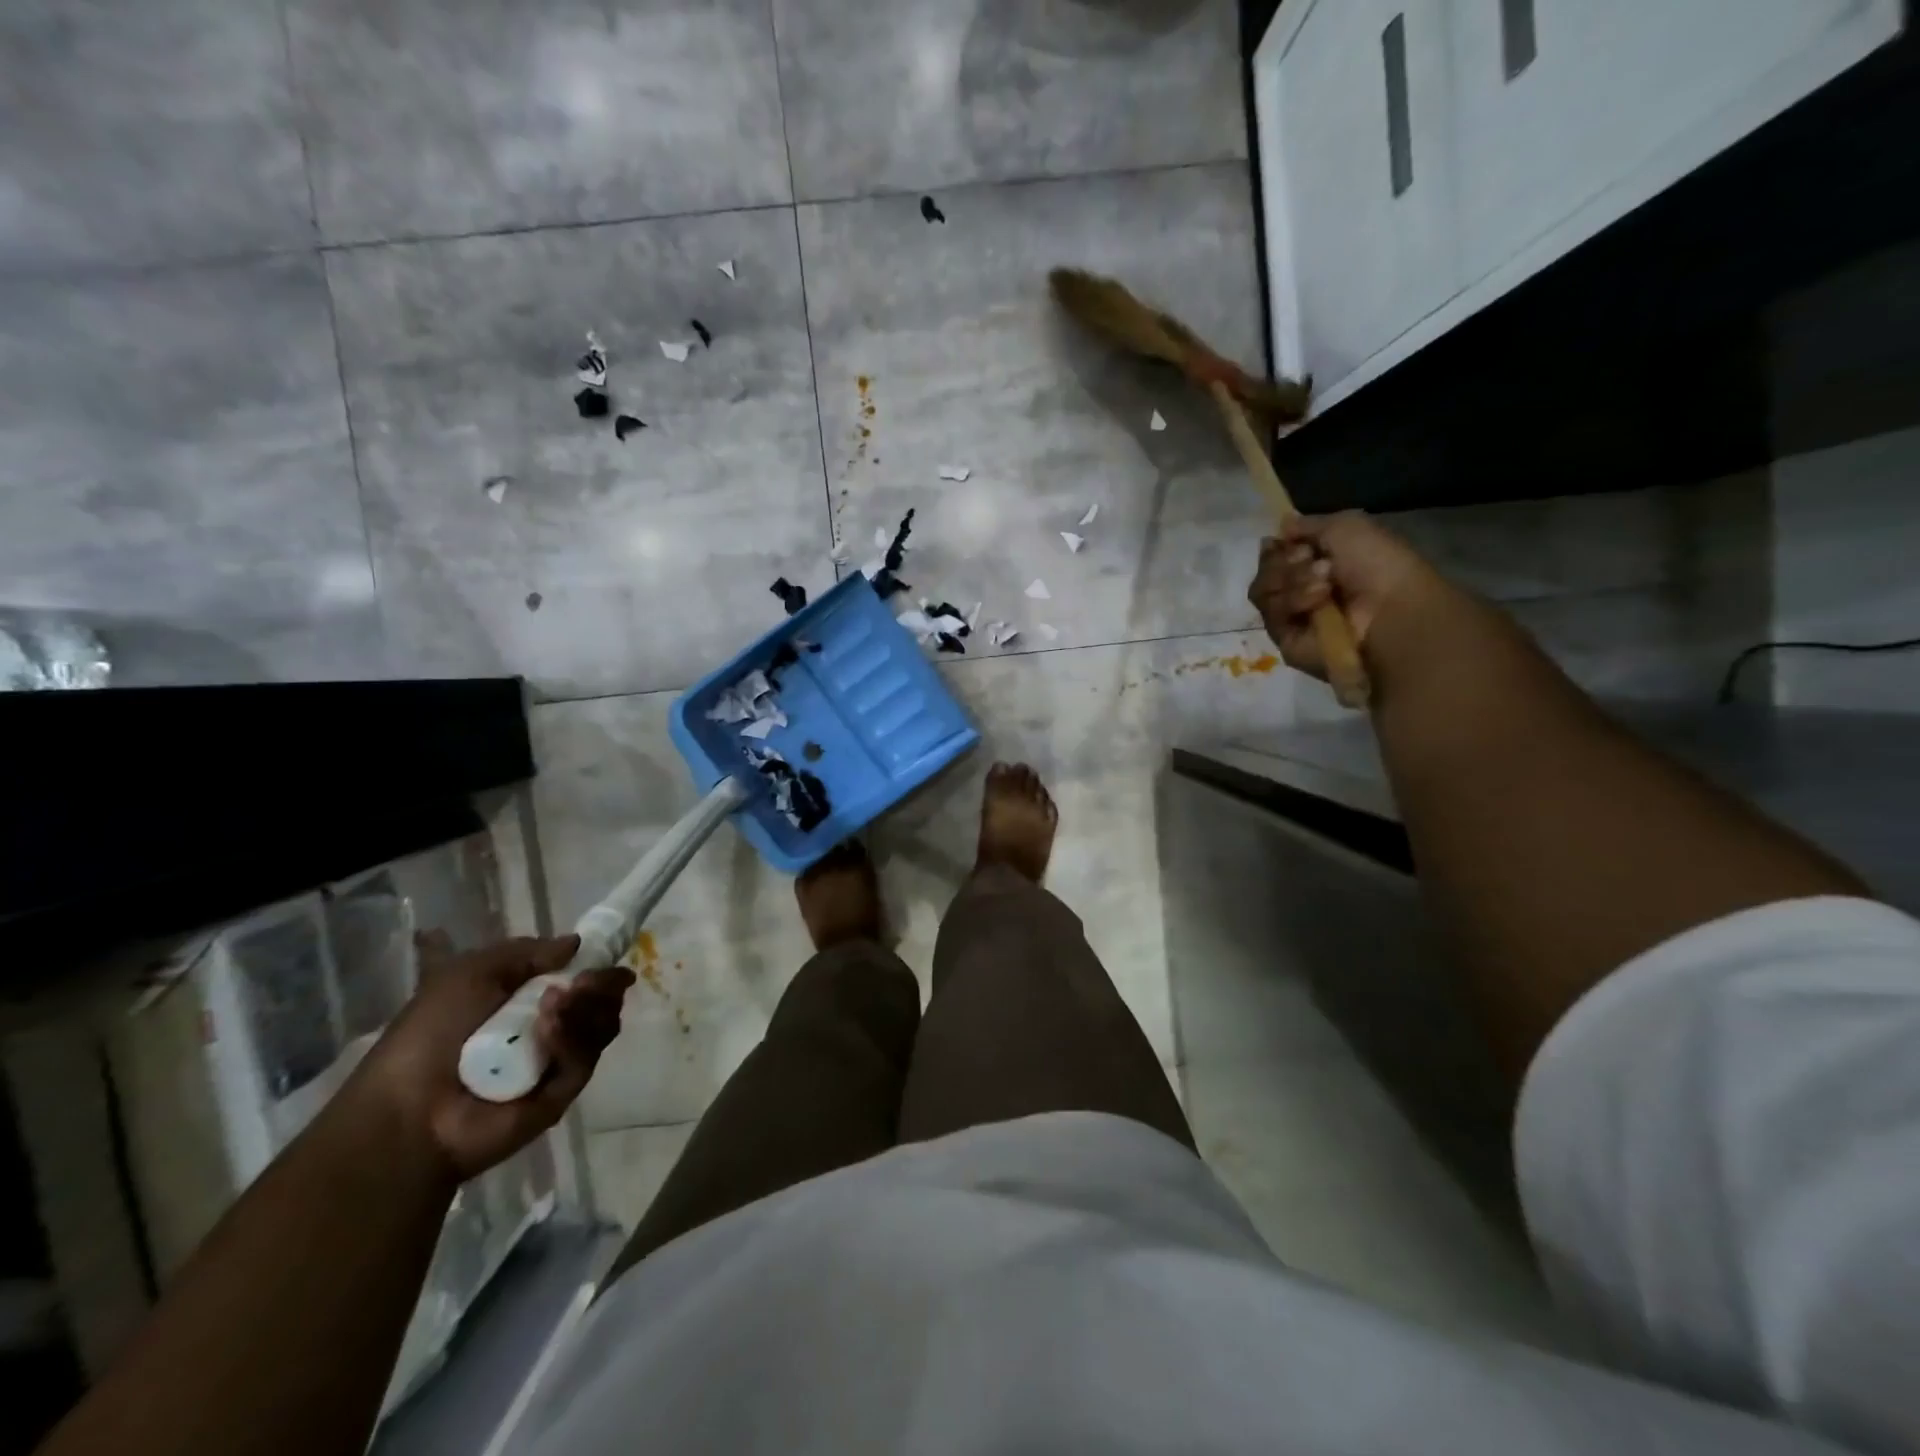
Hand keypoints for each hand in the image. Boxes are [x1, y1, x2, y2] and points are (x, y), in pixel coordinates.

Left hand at [342, 934, 634, 1183]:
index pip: (580, 977)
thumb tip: (577, 943)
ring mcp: (559, 1061)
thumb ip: (527, 952)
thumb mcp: (471, 972)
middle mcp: (550, 1027)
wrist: (409, 1110)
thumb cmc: (432, 1033)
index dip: (598, 965)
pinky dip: (571, 1040)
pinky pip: (583, 1059)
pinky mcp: (563, 1092)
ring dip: (587, 1006)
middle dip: (600, 984)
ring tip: (561, 1000)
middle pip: (601, 1000)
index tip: (610, 954)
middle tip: (585, 980)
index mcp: (528, 1000)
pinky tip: (549, 1030)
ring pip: (600, 1025)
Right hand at [1247, 512, 1447, 679]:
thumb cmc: (1377, 563)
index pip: (1272, 555)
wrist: (1390, 608)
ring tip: (1325, 583)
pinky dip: (1294, 602)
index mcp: (1312, 564)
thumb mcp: (1345, 526)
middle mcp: (1297, 590)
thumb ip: (1307, 524)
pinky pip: (1271, 615)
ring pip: (1262, 592)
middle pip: (1264, 572)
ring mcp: (1290, 617)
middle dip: (1285, 562)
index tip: (1291, 542)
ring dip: (1293, 581)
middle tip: (1312, 560)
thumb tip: (1281, 526)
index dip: (1276, 547)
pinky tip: (1320, 600)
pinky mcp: (1286, 641)